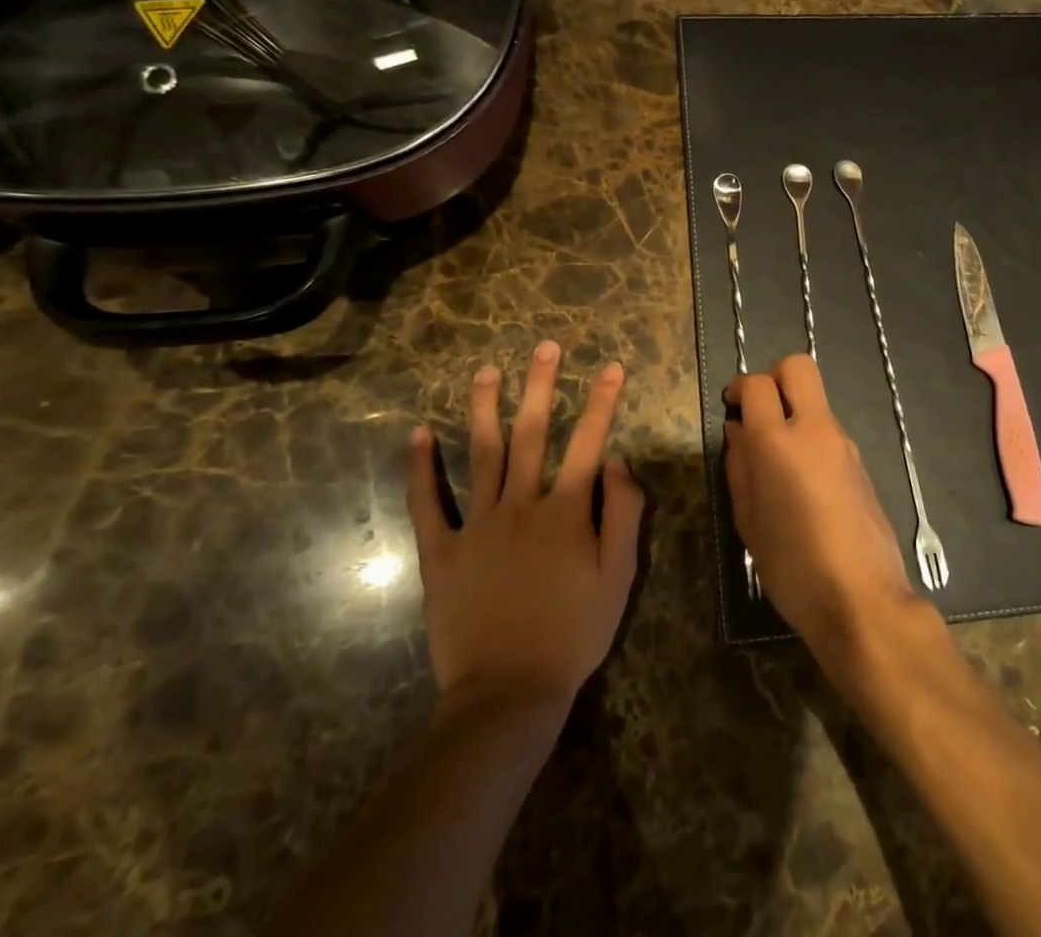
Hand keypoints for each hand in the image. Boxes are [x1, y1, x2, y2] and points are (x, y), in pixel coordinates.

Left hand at [405, 341, 644, 712]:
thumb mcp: (619, 577)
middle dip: (542, 386)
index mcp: (565, 511)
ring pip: (481, 454)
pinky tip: (416, 434)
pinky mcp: (441, 552)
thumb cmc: (573, 634)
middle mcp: (520, 505)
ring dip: (484, 408)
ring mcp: (476, 526)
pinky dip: (419, 468)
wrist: (508, 693)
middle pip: (532, 434)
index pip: (589, 443)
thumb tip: (620, 461)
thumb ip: (624, 514)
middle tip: (544, 348)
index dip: (603, 402)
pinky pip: (426, 504)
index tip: (612, 366)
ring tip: (486, 370)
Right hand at [724, 354, 914, 657]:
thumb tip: (738, 432)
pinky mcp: (861, 462)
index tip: (731, 406)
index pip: (757, 384)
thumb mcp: (748, 522)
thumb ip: (739, 468)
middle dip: (773, 376)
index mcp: (777, 442)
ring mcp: (843, 443)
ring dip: (794, 410)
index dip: (739, 388)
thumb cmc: (793, 567)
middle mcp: (814, 429)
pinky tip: (802, 482)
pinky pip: (829, 430)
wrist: (863, 599)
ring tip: (777, 458)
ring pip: (815, 399)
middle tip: (758, 411)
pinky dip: (811, 436)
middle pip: (797, 367)